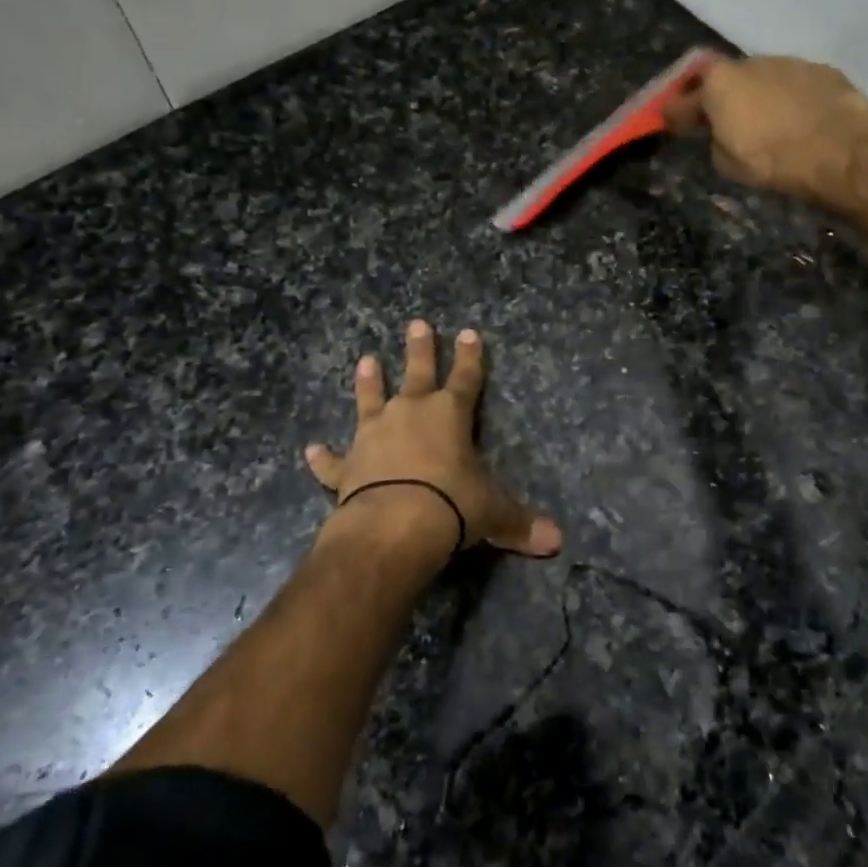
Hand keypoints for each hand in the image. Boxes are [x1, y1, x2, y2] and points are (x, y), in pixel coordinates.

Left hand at [305, 321, 561, 558]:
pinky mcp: (347, 465)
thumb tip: (557, 542)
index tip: (469, 332)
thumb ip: (520, 523)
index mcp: (450, 415)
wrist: (394, 525)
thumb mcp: (493, 513)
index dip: (471, 356)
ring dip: (368, 382)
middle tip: (417, 324)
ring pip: (371, 400)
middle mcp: (410, 414)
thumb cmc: (452, 505)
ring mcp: (374, 435)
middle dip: (420, 349)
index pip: (467, 378)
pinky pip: (332, 459)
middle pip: (418, 373)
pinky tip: (310, 449)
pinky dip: (322, 456)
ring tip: (366, 361)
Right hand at [665, 53, 867, 212]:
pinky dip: (789, 99)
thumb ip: (716, 140)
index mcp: (719, 82)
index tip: (669, 122)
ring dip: (757, 96)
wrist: (844, 153)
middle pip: (724, 79)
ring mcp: (790, 63)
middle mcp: (751, 63)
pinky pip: (794, 84)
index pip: (684, 96)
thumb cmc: (775, 161)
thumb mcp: (728, 163)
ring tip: (764, 122)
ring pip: (762, 78)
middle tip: (719, 121)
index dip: (675, 112)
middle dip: (719, 97)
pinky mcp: (823, 71)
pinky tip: (797, 120)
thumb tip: (722, 132)